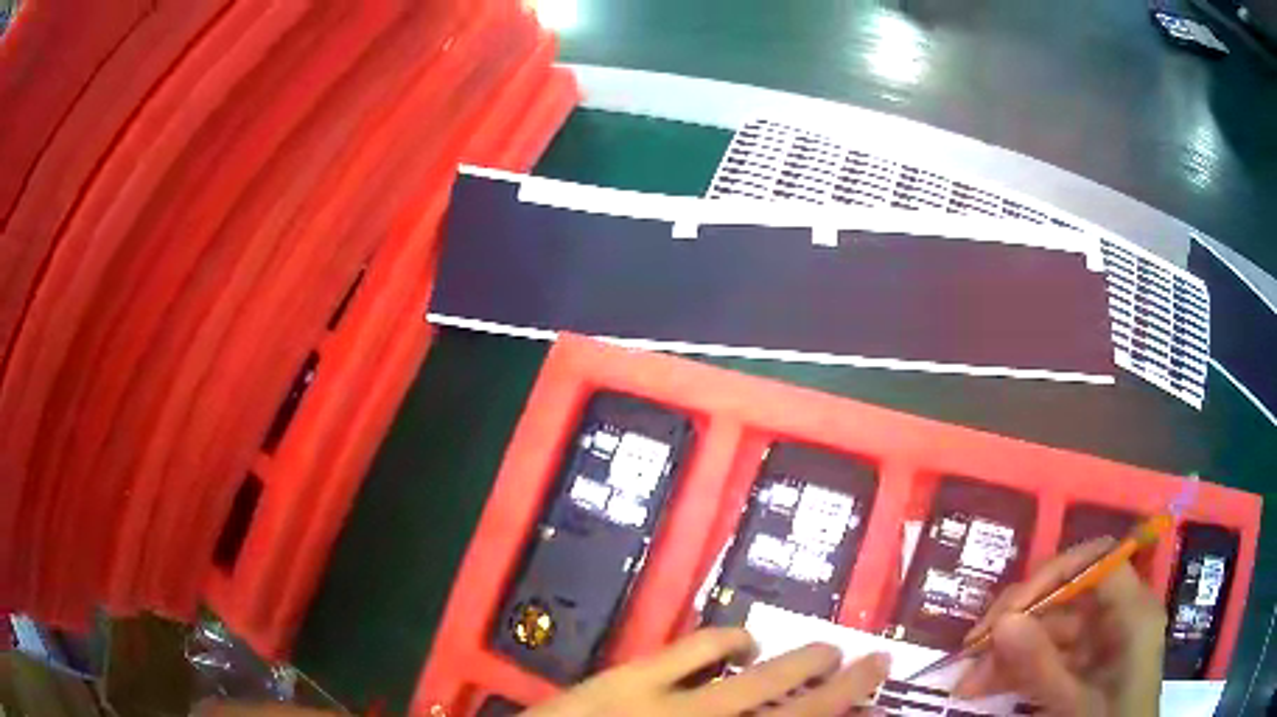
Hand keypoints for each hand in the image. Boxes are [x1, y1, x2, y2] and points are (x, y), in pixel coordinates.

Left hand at [525, 627, 889, 715]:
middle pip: (796, 711)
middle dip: (843, 689)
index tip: (874, 705)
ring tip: (828, 648)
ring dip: (798, 661)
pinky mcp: (629, 679)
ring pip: (756, 681)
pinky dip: (728, 640)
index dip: (839, 713)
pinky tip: (745, 641)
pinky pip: (695, 649)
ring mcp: (666, 706)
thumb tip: (775, 716)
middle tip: (876, 664)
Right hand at [953, 537, 1165, 715]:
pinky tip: (986, 687)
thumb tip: (1001, 621)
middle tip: (972, 649)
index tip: (1009, 611)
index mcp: (1133, 610)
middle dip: (1018, 622)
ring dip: (1009, 653)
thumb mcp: (1074, 702)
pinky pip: (1050, 656)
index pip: (1097, 561)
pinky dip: (1018, 670)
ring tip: (967, 683)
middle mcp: (1120, 615)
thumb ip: (1041, 665)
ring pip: (1052, 631)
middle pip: (1068, 596)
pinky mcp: (1087, 664)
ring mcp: (1102, 641)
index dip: (1053, 574)